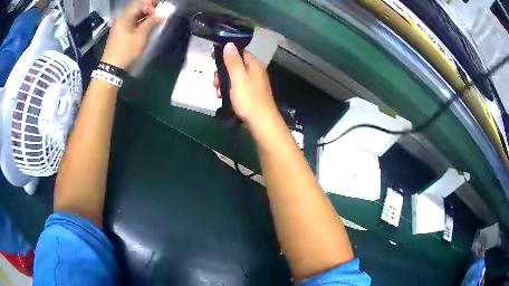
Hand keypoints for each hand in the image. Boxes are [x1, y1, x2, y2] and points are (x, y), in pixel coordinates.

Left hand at [101, 0, 160, 69]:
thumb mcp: (141, 36)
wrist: (111, 70)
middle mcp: (121, 19)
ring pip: (135, 17)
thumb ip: (151, 22)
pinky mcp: (120, 34)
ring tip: (156, 20)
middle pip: (137, 9)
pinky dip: (141, 23)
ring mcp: (120, 27)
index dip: (151, 4)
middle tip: (160, 14)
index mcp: (125, 17)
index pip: (140, 3)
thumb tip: (163, 13)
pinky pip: (132, 24)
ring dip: (146, 17)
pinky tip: (147, 27)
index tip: (161, 9)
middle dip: (150, 10)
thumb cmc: (126, 51)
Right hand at [213, 43, 277, 125]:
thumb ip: (233, 61)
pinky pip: (237, 87)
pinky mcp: (250, 94)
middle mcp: (255, 72)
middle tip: (214, 81)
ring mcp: (253, 83)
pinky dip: (228, 90)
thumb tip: (229, 43)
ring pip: (234, 77)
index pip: (239, 52)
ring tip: (217, 92)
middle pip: (235, 65)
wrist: (261, 122)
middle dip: (222, 71)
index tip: (212, 57)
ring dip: (223, 82)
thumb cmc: (249, 98)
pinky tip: (222, 98)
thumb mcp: (238, 78)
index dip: (225, 53)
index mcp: (254, 65)